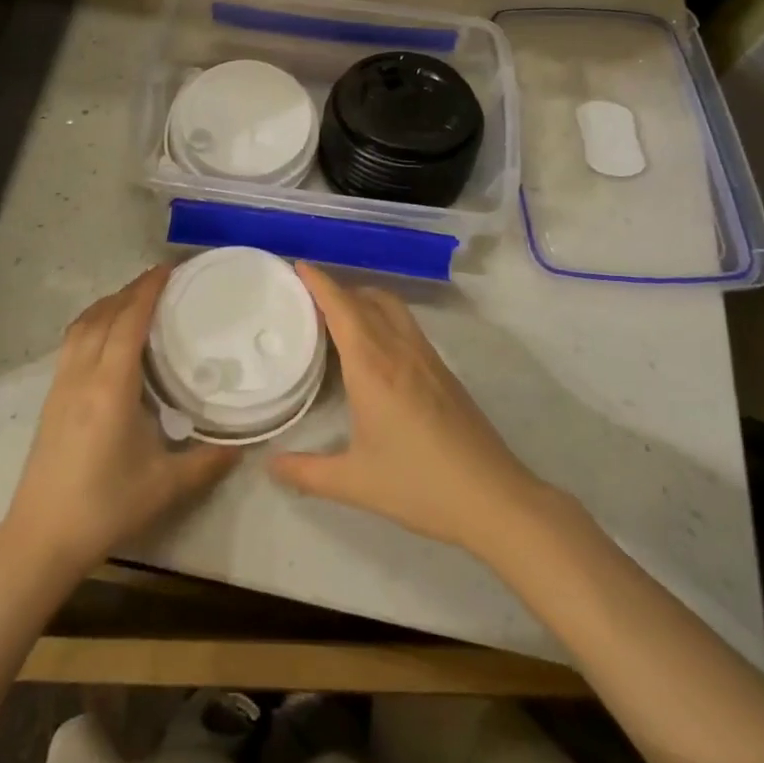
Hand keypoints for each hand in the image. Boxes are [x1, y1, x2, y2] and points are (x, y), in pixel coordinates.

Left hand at [0, 267, 237, 588]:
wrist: (41, 538)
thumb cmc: (106, 507)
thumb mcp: (166, 486)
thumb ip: (208, 461)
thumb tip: (244, 444)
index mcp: (111, 386)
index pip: (129, 321)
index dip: (148, 290)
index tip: (169, 269)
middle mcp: (82, 374)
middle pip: (104, 315)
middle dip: (131, 290)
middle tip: (161, 280)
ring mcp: (61, 384)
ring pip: (82, 325)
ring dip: (108, 303)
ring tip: (134, 299)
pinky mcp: (51, 398)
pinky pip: (72, 342)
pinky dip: (92, 323)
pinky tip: (106, 335)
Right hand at [270, 263, 546, 557]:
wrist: (493, 498)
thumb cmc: (418, 485)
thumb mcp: (354, 483)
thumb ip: (306, 473)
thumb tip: (270, 466)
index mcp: (372, 365)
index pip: (341, 307)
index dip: (319, 282)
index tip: (297, 265)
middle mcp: (399, 349)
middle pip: (367, 298)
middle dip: (338, 289)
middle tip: (308, 299)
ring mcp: (426, 357)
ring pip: (392, 307)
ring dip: (364, 299)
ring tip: (340, 318)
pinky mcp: (444, 370)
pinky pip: (407, 325)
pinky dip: (384, 318)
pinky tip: (375, 351)